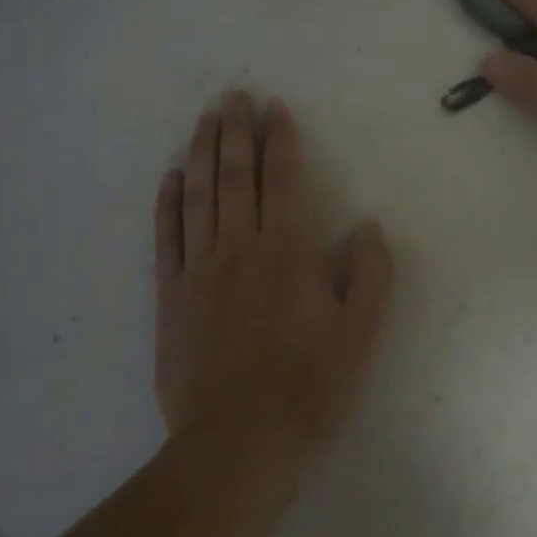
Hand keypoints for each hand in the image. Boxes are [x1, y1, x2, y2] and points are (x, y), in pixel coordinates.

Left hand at [154, 91, 393, 459]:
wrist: (238, 441)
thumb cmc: (307, 385)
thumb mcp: (360, 333)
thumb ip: (370, 274)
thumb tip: (367, 227)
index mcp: (287, 250)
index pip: (281, 179)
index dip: (279, 140)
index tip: (274, 109)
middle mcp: (239, 247)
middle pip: (234, 176)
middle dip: (235, 131)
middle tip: (232, 95)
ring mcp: (199, 269)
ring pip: (199, 196)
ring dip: (201, 153)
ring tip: (203, 119)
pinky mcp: (171, 295)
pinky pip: (167, 238)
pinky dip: (167, 204)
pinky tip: (170, 178)